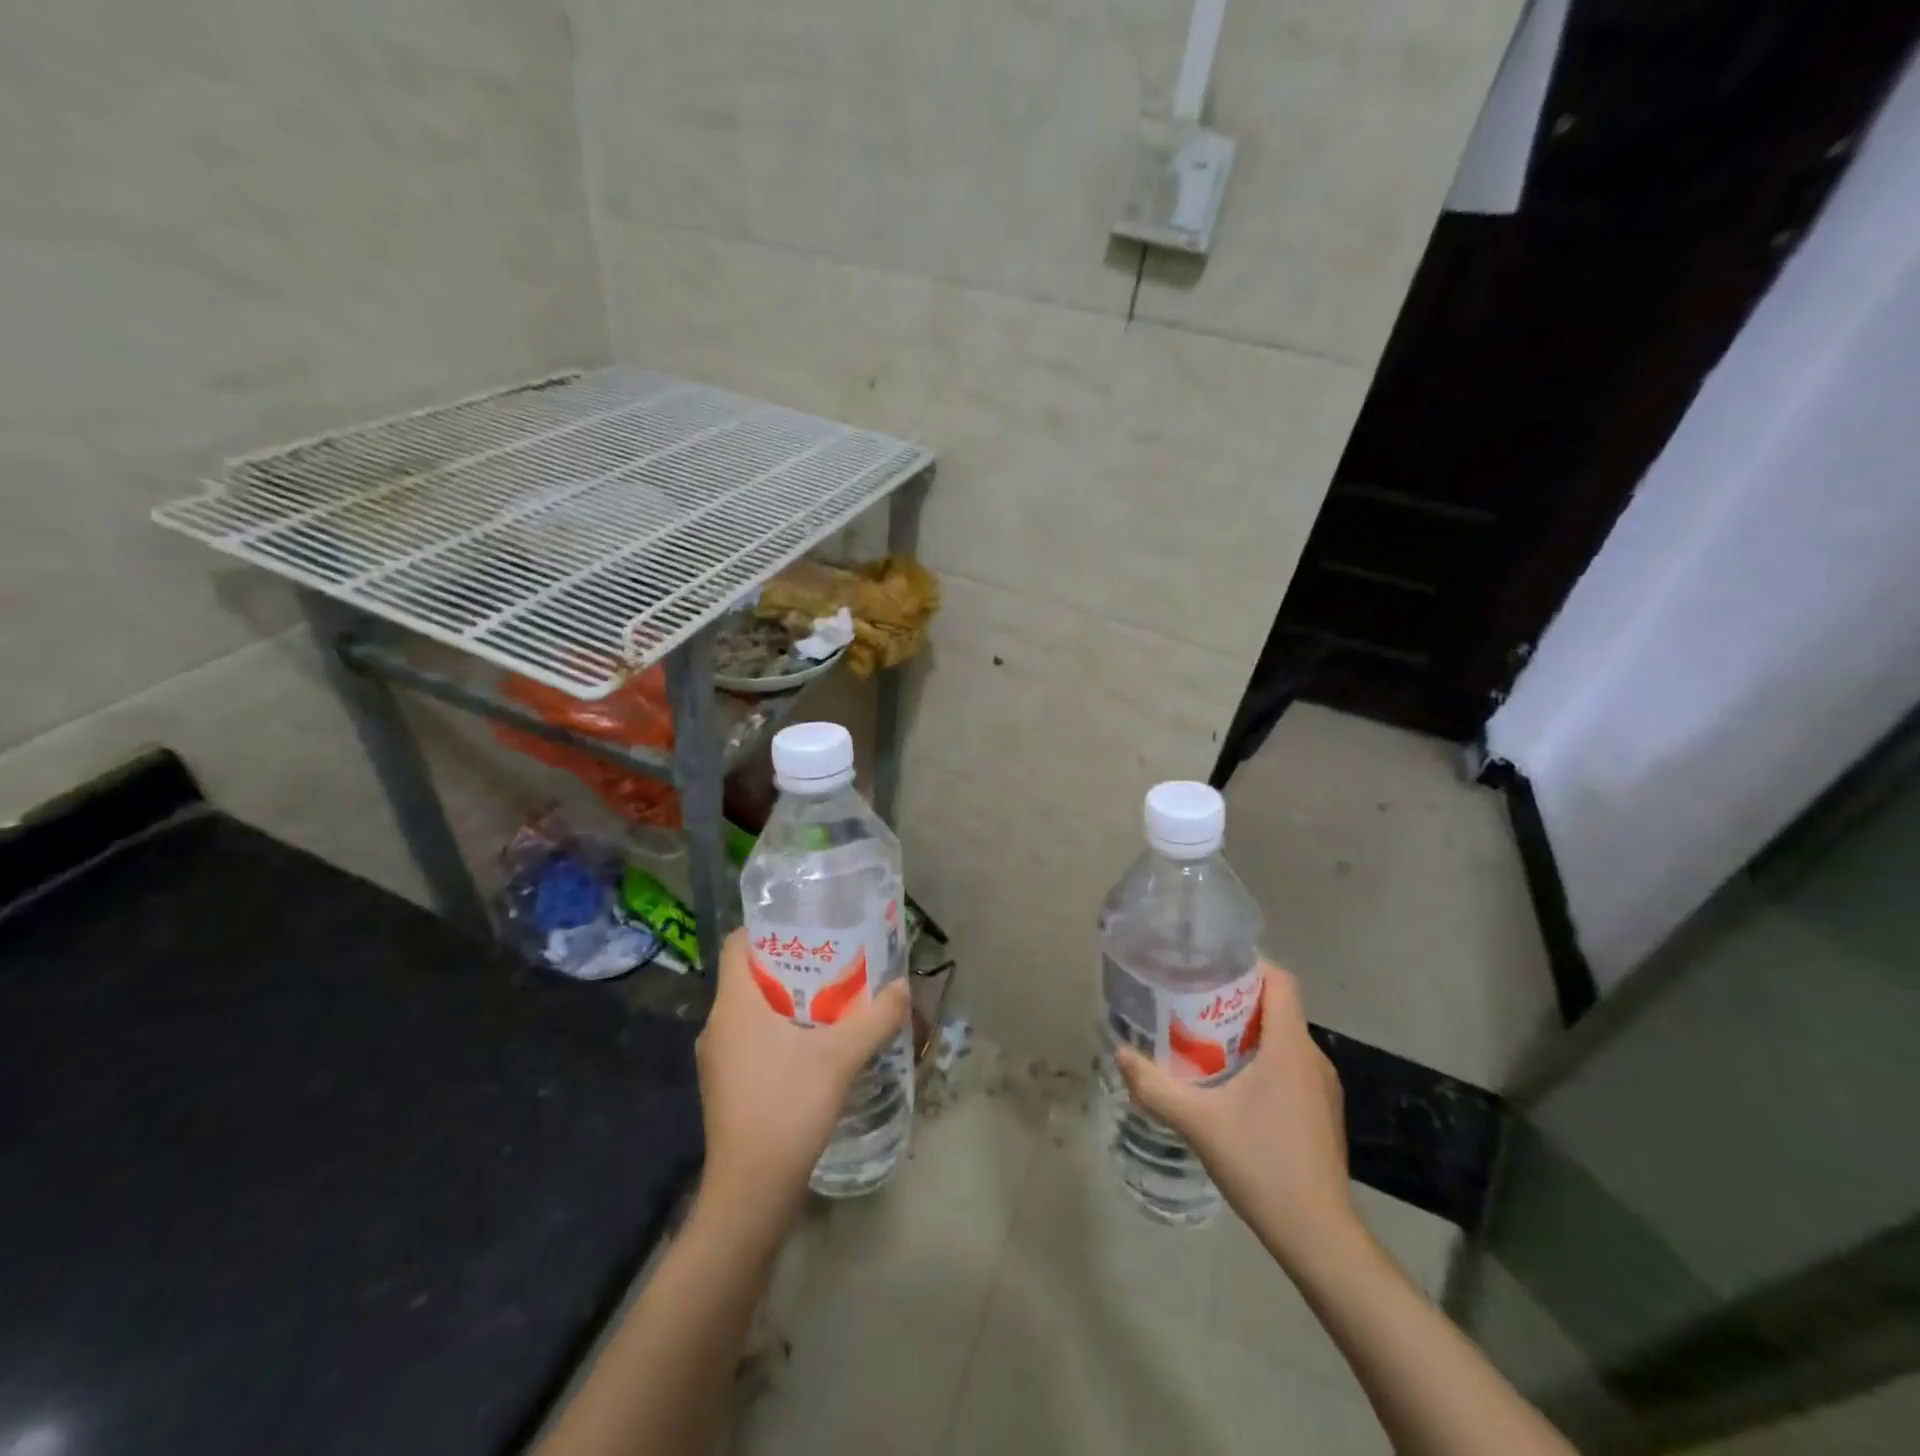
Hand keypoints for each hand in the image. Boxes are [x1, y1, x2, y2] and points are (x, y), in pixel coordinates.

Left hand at [694, 928, 909, 1232]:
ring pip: (752, 1010)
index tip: (807, 928)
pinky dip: (779, 1030)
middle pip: (749, 975)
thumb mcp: (840, 1057)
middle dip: (791, 964)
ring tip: (831, 999)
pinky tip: (814, 1045)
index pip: (736, 944)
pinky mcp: (726, 1085)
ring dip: (788, 1000)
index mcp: (734, 1005)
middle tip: (833, 960)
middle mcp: (717, 1025)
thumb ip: (875, 1017)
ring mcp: (718, 1059)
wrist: (751, 1193)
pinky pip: (751, 1039)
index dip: (766, 928)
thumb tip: (903, 987)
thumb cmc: (787, 1108)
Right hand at [1115, 961, 1358, 1270]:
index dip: (1248, 965)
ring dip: (1247, 1033)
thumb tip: (1119, 1054)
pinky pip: (1290, 1066)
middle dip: (1235, 1000)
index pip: (1280, 981)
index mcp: (1290, 1047)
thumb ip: (1155, 1087)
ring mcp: (1323, 1088)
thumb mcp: (1198, 1123)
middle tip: (1190, 1004)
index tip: (1209, 968)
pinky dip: (1262, 1061)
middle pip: (1277, 1008)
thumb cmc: (1262, 1165)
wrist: (1319, 1237)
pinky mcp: (1322, 1113)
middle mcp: (1313, 1058)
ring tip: (1202, 1041)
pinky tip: (1231, 1086)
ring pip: (1283, 1039)